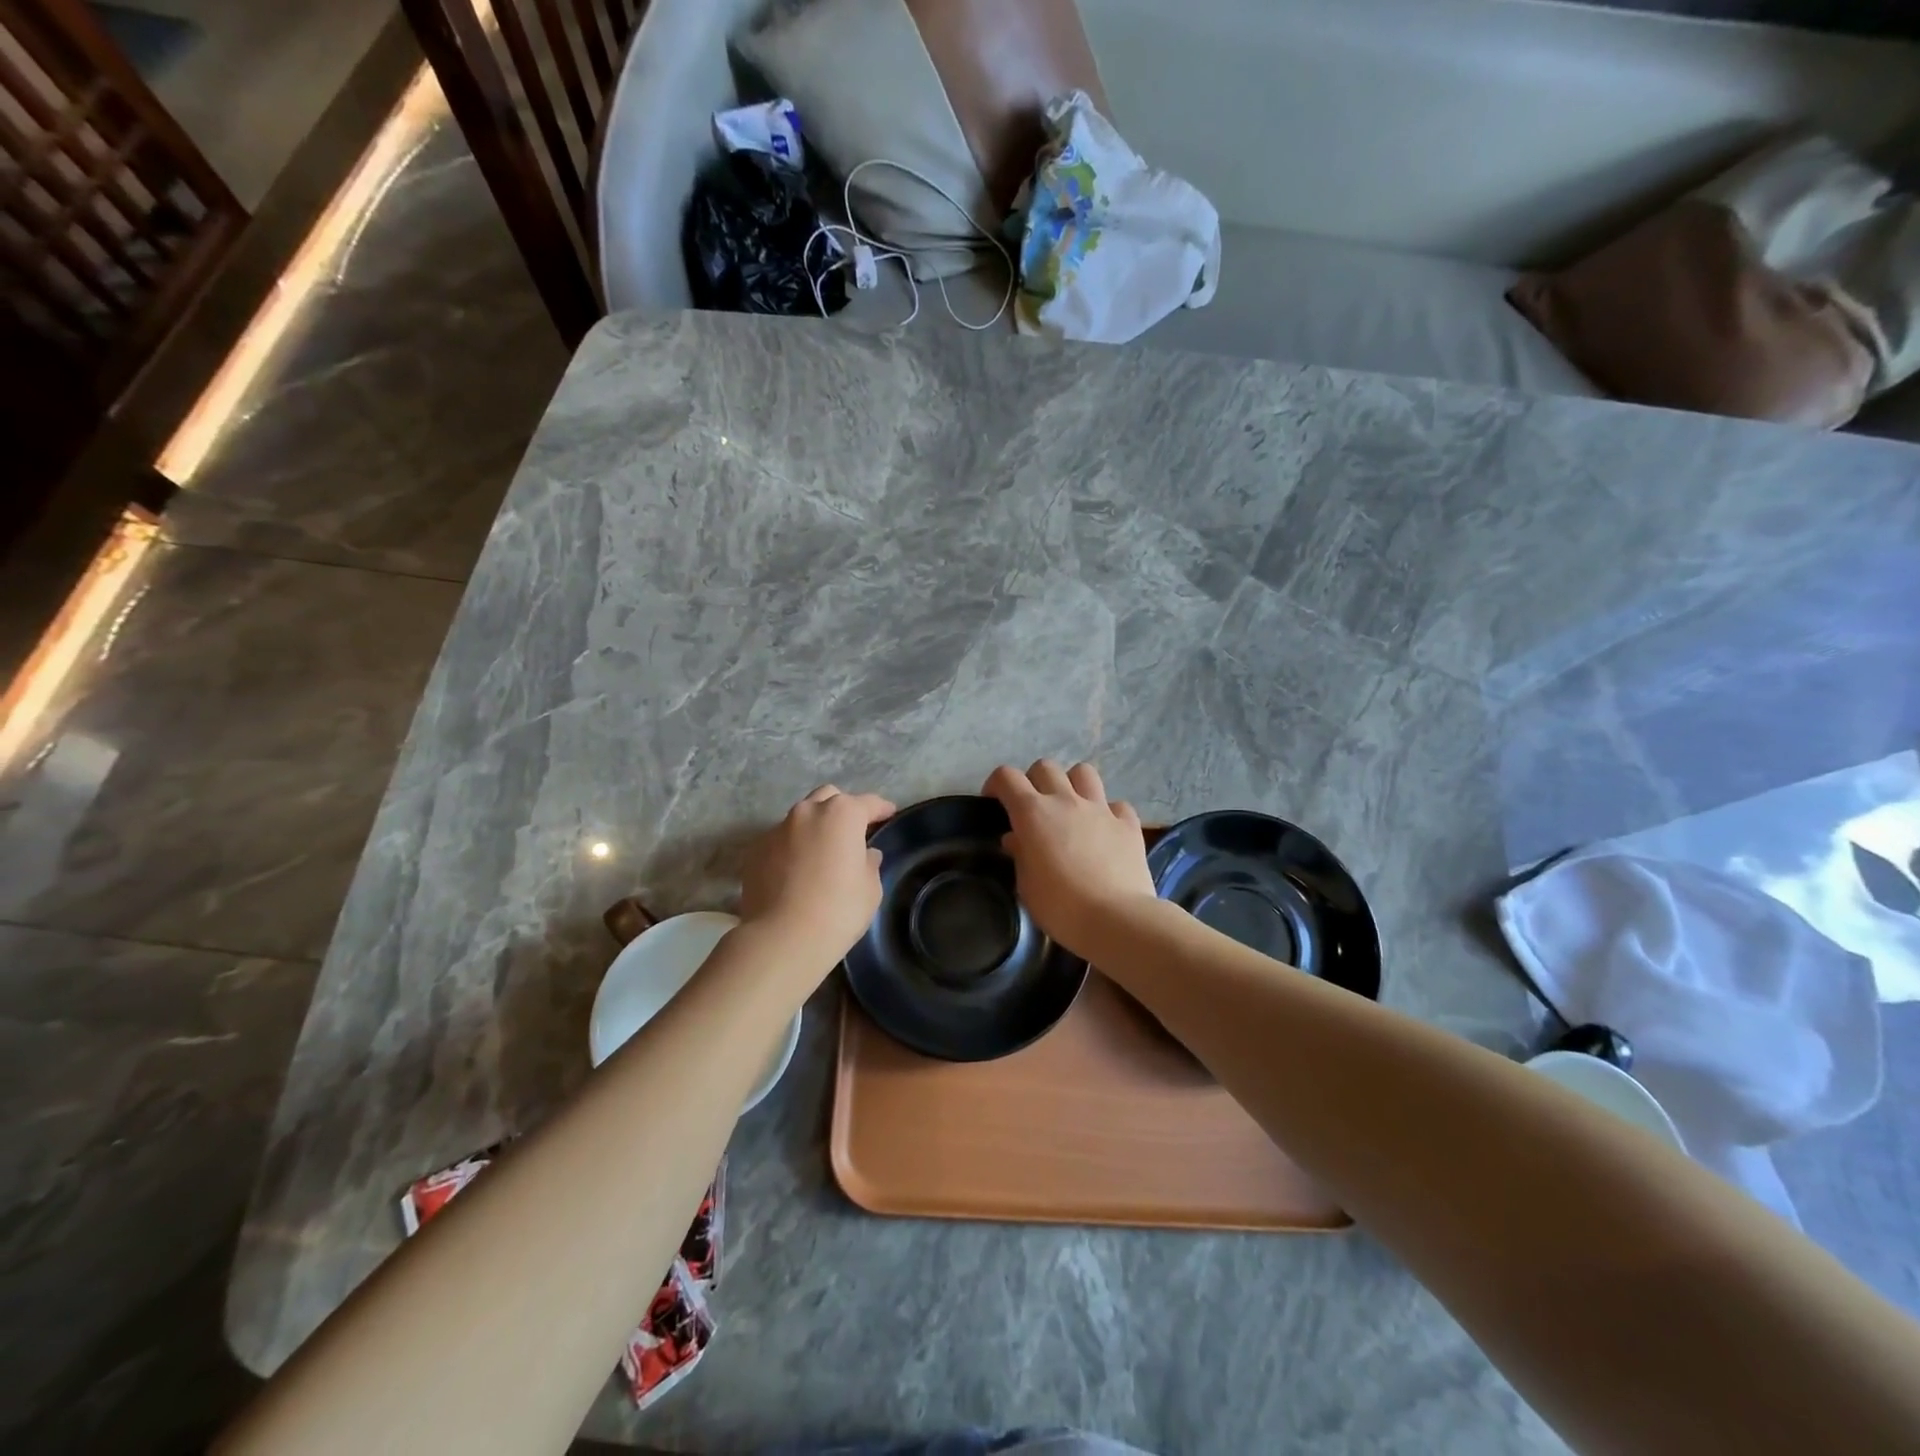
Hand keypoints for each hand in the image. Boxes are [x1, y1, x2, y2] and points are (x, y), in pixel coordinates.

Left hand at [740, 785, 895, 962]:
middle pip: (829, 798)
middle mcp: (807, 812)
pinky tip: (796, 871)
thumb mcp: (870, 889)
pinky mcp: (755, 850)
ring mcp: (777, 829)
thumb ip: (870, 864)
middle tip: (852, 831)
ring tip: (821, 851)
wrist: (781, 938)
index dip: (881, 808)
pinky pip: (780, 840)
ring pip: (801, 817)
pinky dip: (791, 847)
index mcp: (842, 814)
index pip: (868, 803)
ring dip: (814, 827)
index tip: (889, 813)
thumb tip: (865, 854)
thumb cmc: (838, 911)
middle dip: (842, 809)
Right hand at [983, 760, 1156, 955]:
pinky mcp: (1128, 823)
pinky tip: (1106, 831)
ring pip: (1084, 772)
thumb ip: (1020, 855)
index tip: (994, 802)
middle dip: (1034, 780)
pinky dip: (1109, 813)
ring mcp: (1100, 808)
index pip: (1007, 777)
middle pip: (1045, 767)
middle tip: (1033, 807)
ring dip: (1073, 784)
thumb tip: (1016, 839)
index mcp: (1033, 813)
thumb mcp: (1026, 885)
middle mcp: (1066, 800)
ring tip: (1071, 807)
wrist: (1116, 919)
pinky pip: (1117, 805)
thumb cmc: (1060, 907)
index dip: (996, 784)